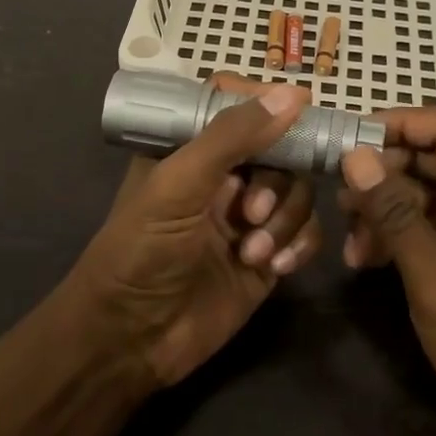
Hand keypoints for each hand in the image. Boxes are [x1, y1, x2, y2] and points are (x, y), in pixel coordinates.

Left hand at [71, 77, 323, 388]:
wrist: (131, 340)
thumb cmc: (141, 251)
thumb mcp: (178, 185)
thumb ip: (232, 137)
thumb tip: (293, 94)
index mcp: (190, 148)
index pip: (236, 105)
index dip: (268, 103)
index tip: (302, 107)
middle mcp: (222, 176)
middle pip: (279, 150)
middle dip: (276, 180)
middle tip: (253, 212)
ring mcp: (247, 216)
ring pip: (297, 191)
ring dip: (286, 218)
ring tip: (254, 252)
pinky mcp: (267, 255)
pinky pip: (305, 232)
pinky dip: (299, 244)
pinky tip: (275, 267)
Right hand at [337, 108, 435, 435]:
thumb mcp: (435, 276)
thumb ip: (392, 212)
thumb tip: (352, 155)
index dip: (398, 123)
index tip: (348, 139)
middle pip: (431, 157)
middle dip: (383, 171)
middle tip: (339, 194)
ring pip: (421, 190)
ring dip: (381, 207)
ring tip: (349, 237)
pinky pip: (422, 223)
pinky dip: (392, 233)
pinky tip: (363, 259)